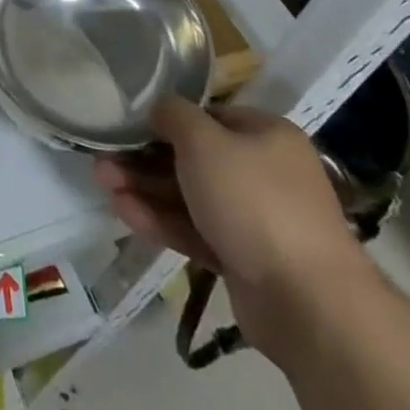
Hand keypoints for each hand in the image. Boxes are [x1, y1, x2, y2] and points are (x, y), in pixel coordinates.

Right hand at [94, 98, 373, 364]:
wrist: (307, 302)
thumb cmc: (253, 200)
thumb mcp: (204, 141)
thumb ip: (174, 116)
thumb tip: (158, 107)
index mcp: (266, 135)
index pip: (207, 116)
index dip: (165, 120)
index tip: (127, 125)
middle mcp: (264, 172)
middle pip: (193, 158)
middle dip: (145, 159)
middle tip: (103, 159)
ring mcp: (255, 220)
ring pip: (190, 196)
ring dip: (145, 188)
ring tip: (102, 183)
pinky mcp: (244, 260)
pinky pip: (196, 231)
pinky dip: (161, 220)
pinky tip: (123, 212)